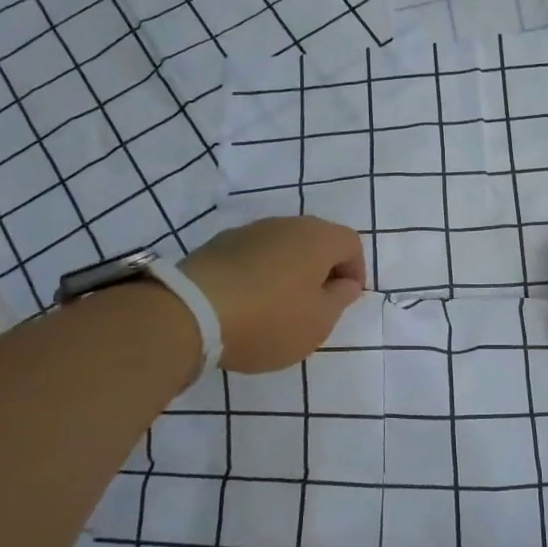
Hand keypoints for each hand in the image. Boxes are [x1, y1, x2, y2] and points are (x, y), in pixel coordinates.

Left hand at [180, 217, 366, 371]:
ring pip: (283, 248)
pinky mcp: (218, 245)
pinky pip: (253, 257)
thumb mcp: (318, 322)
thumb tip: (344, 283)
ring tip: (278, 309)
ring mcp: (248, 232)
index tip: (344, 301)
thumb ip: (339, 299)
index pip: (351, 244)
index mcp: (317, 238)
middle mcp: (285, 225)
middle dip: (321, 271)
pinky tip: (247, 304)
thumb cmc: (269, 319)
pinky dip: (259, 275)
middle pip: (316, 242)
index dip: (355, 271)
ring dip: (289, 273)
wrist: (192, 312)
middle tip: (314, 306)